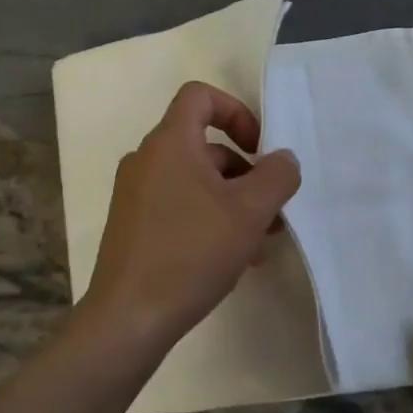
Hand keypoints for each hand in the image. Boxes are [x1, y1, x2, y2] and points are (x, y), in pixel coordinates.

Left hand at [83, 81, 301, 355]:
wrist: (129, 316)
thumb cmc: (191, 252)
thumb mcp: (249, 212)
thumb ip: (277, 176)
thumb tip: (283, 158)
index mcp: (169, 143)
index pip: (200, 96)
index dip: (236, 111)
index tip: (259, 149)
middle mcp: (146, 160)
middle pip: (203, 145)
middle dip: (244, 172)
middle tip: (272, 208)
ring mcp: (135, 194)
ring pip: (194, 181)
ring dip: (231, 201)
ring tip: (259, 241)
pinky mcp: (132, 226)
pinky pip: (178, 206)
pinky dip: (207, 218)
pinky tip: (232, 258)